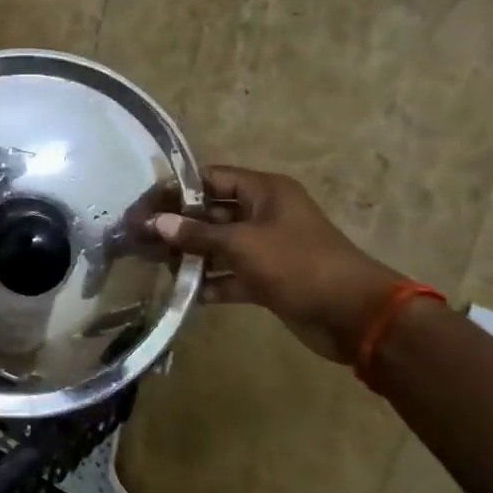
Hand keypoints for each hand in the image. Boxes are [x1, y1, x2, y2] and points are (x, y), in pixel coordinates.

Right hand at [148, 167, 402, 363]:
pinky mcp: (268, 279)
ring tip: (152, 263)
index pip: (211, 178)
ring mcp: (267, 248)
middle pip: (212, 212)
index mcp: (264, 191)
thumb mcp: (243, 244)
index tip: (145, 204)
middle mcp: (264, 214)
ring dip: (190, 255)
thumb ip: (197, 234)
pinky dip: (211, 282)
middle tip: (140, 237)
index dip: (178, 189)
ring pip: (219, 245)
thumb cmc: (297, 264)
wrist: (353, 314)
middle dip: (178, 225)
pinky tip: (182, 292)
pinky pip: (231, 275)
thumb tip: (157, 222)